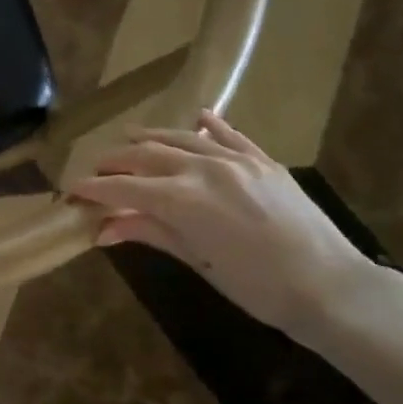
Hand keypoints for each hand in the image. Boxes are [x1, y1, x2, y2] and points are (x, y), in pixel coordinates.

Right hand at [69, 112, 374, 336]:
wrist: (331, 287)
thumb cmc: (256, 286)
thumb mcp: (196, 260)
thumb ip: (148, 232)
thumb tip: (102, 229)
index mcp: (181, 197)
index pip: (122, 187)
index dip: (93, 188)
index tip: (70, 191)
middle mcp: (202, 167)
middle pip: (145, 155)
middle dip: (114, 161)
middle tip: (95, 170)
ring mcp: (236, 159)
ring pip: (181, 138)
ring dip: (151, 138)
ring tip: (129, 138)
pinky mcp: (263, 161)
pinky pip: (230, 135)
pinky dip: (210, 125)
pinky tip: (198, 117)